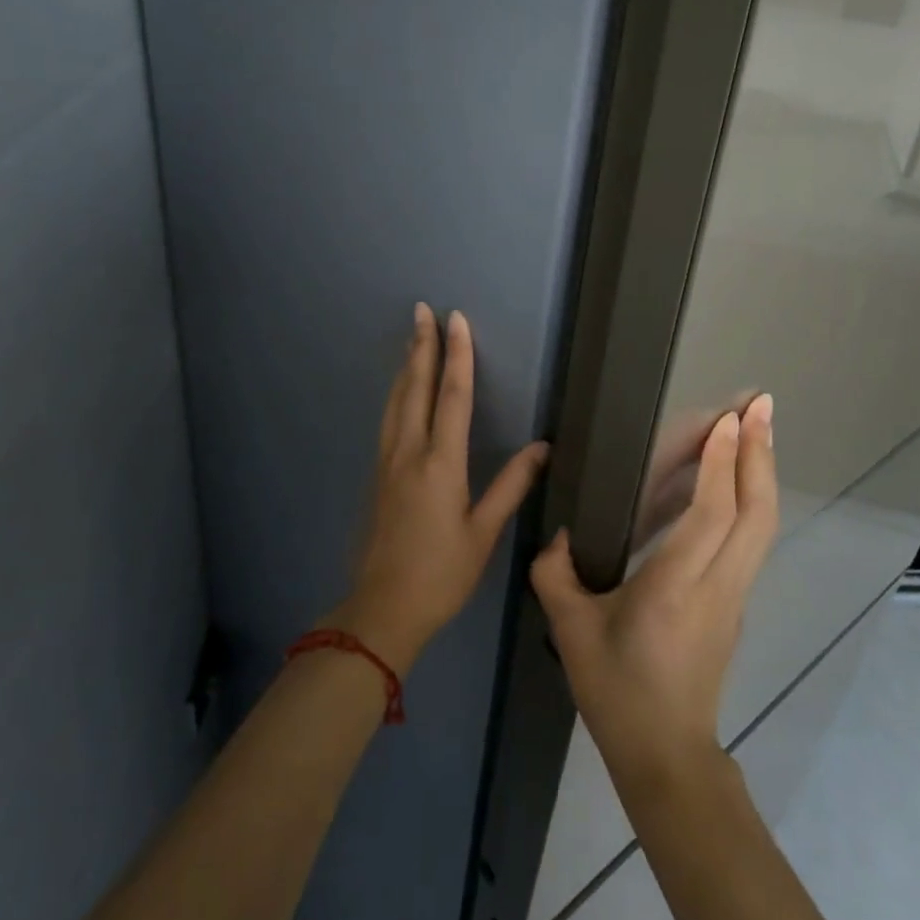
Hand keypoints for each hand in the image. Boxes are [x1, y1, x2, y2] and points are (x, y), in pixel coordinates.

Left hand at [333, 304, 549, 675]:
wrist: (382, 609)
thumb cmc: (442, 574)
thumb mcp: (484, 533)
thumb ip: (511, 485)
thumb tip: (542, 447)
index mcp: (440, 464)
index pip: (451, 396)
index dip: (457, 356)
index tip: (456, 320)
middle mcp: (409, 453)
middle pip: (415, 388)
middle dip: (421, 346)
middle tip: (422, 310)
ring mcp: (387, 463)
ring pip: (395, 401)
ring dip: (405, 366)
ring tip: (410, 338)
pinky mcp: (377, 475)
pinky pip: (388, 420)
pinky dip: (396, 393)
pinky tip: (398, 391)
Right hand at [531, 395, 777, 781]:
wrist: (666, 757)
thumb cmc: (616, 692)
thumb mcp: (570, 631)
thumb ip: (554, 573)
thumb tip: (561, 533)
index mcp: (675, 589)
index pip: (711, 516)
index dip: (722, 465)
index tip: (728, 420)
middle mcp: (717, 586)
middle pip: (755, 513)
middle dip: (760, 454)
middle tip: (761, 405)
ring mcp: (734, 597)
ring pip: (761, 526)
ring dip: (762, 472)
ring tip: (758, 429)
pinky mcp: (736, 604)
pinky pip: (751, 540)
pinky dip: (752, 499)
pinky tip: (739, 480)